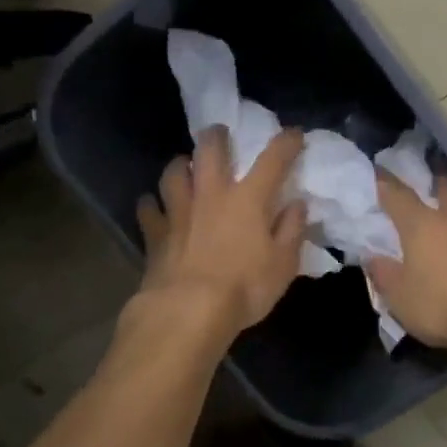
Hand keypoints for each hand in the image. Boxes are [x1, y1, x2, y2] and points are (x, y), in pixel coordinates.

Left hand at [136, 127, 306, 338]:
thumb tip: (297, 205)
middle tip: (220, 136)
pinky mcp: (155, 232)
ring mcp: (179, 210)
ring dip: (180, 166)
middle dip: (217, 136)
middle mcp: (211, 194)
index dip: (286, 143)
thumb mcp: (283, 265)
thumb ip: (291, 230)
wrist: (188, 311)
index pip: (272, 160)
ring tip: (185, 168)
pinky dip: (152, 205)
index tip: (294, 135)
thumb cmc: (244, 288)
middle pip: (210, 149)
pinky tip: (153, 207)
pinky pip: (148, 208)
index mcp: (248, 199)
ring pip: (173, 172)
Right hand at [367, 174, 446, 351]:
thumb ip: (383, 274)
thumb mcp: (399, 297)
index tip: (377, 170)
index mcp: (421, 224)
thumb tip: (372, 256)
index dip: (384, 182)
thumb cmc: (442, 306)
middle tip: (428, 171)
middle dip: (434, 176)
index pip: (397, 194)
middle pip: (444, 186)